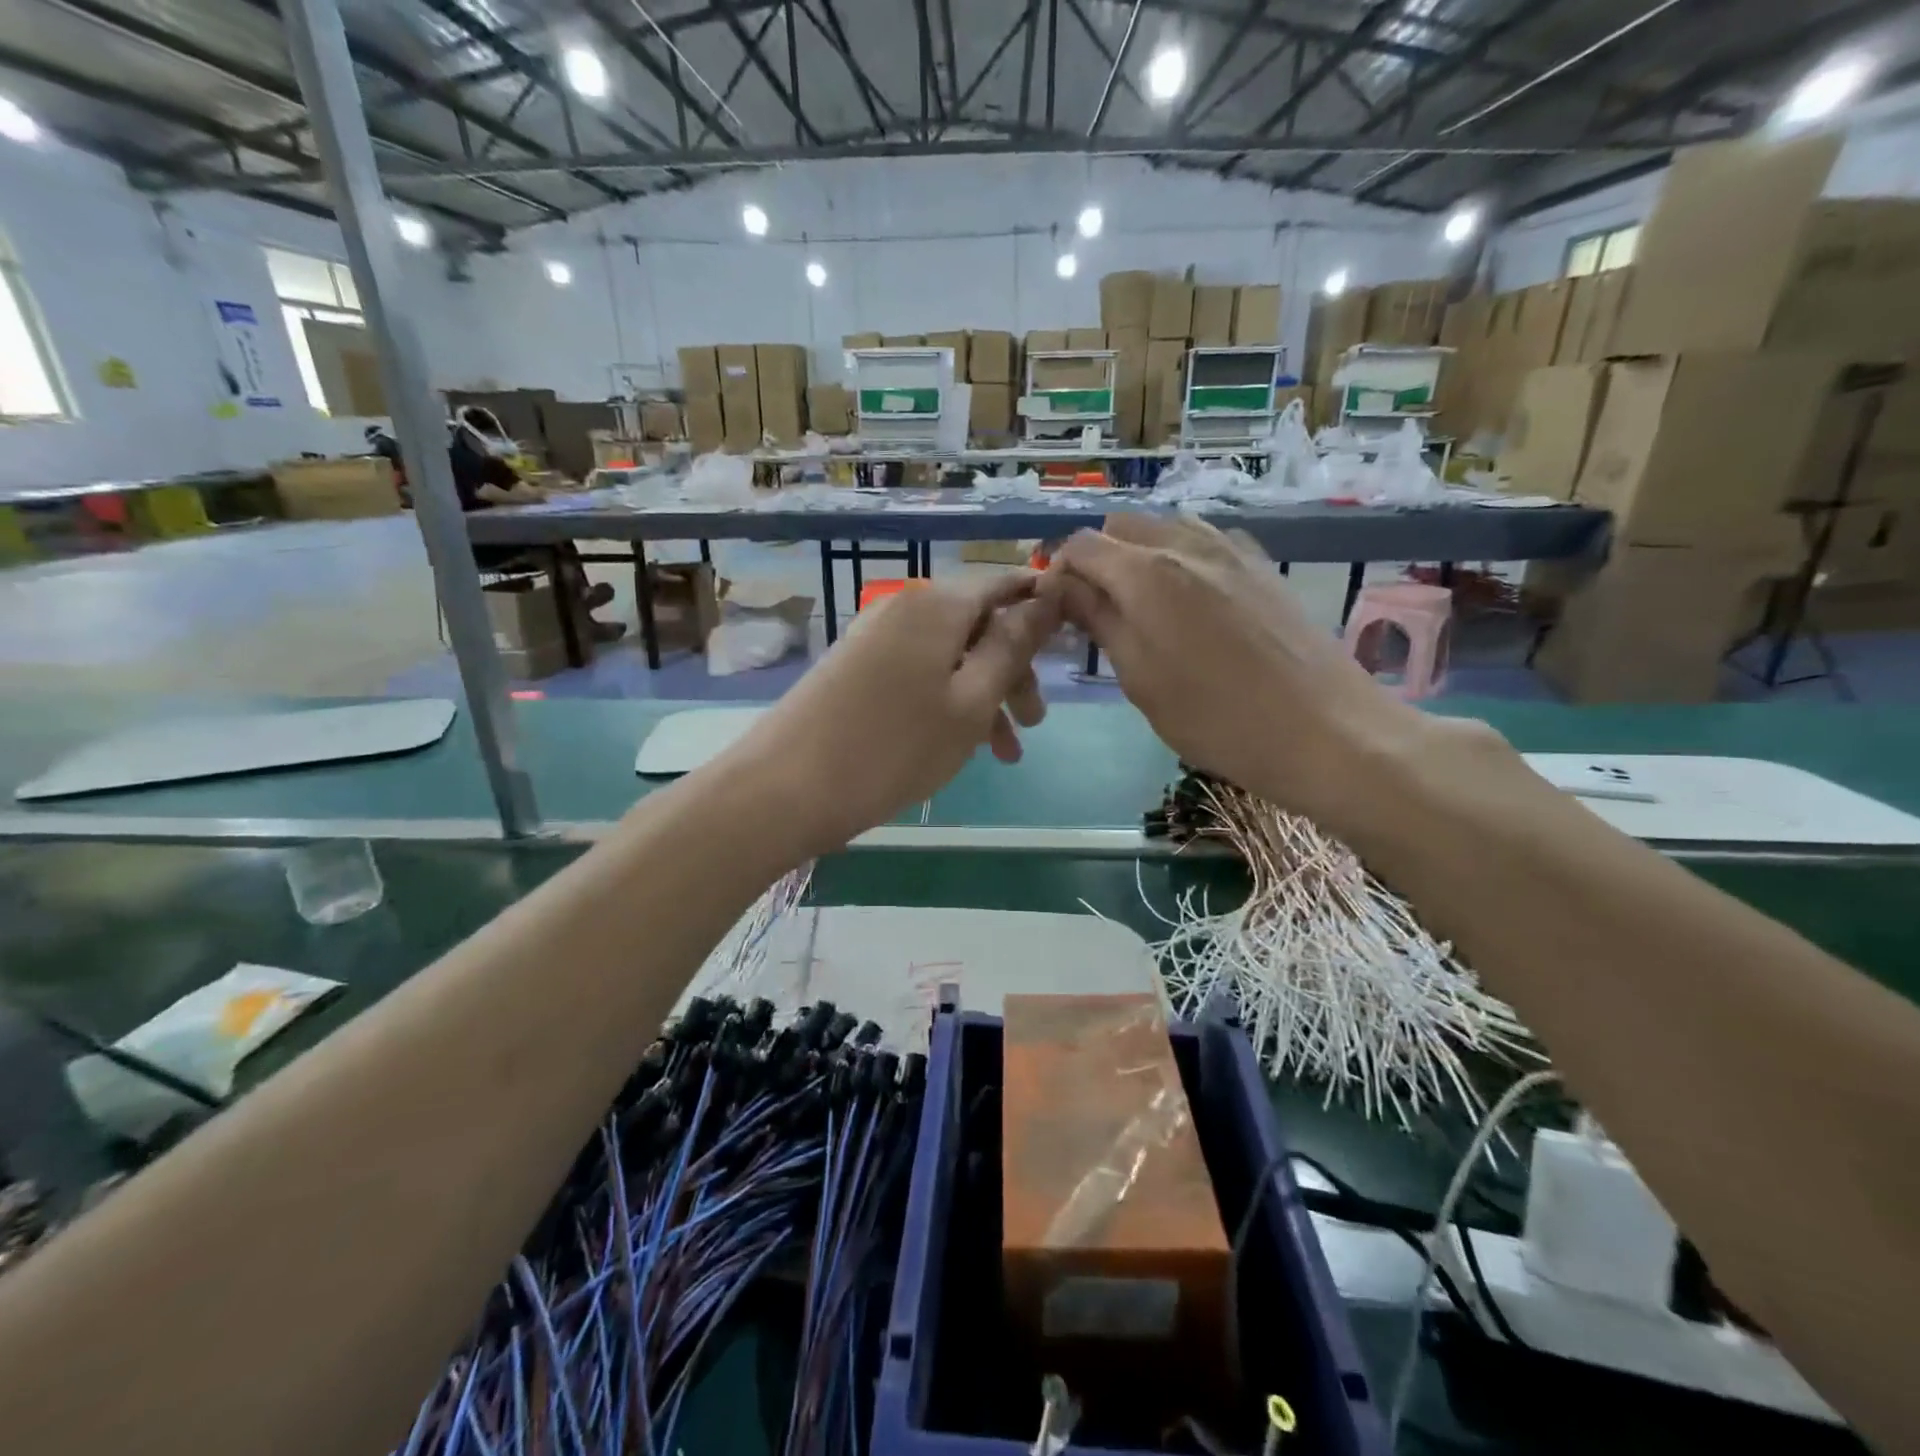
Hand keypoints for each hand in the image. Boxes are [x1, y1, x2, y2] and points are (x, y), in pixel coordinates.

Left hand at [720, 574, 1058, 856]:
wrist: (786, 788)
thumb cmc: (894, 747)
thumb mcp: (970, 702)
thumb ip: (1012, 647)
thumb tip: (1047, 597)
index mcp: (938, 604)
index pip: (1005, 584)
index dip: (1041, 609)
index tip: (1068, 644)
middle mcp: (905, 609)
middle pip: (978, 626)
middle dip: (1013, 671)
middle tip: (1033, 724)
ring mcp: (875, 639)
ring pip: (950, 657)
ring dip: (983, 698)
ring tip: (1003, 754)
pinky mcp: (856, 669)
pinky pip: (919, 675)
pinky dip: (946, 703)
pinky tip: (957, 745)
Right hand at [1046, 513, 1464, 830]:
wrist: (1325, 731)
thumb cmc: (1216, 718)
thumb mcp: (1140, 678)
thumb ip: (1099, 621)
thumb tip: (1064, 588)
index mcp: (1146, 573)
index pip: (1080, 545)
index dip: (1058, 572)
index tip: (1057, 611)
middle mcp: (1186, 544)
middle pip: (1122, 527)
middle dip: (1097, 559)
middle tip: (1097, 611)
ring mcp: (1231, 549)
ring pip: (1165, 529)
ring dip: (1140, 556)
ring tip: (1143, 606)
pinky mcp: (1261, 564)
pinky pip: (1205, 542)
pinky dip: (1180, 559)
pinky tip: (1190, 602)